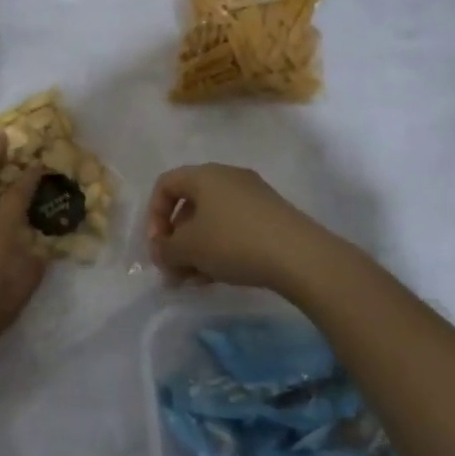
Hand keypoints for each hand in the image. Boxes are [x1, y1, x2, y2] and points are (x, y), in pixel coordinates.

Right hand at [144, 163, 325, 289]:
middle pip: (190, 205)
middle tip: (175, 270)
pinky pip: (234, 227)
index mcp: (205, 175)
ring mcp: (253, 196)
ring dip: (197, 249)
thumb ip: (165, 249)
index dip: (154, 215)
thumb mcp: (189, 248)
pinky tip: (219, 277)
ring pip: (212, 220)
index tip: (158, 246)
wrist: (300, 256)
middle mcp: (228, 177)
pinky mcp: (271, 216)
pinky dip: (220, 248)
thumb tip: (161, 252)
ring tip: (195, 280)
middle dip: (177, 239)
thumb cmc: (233, 242)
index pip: (166, 185)